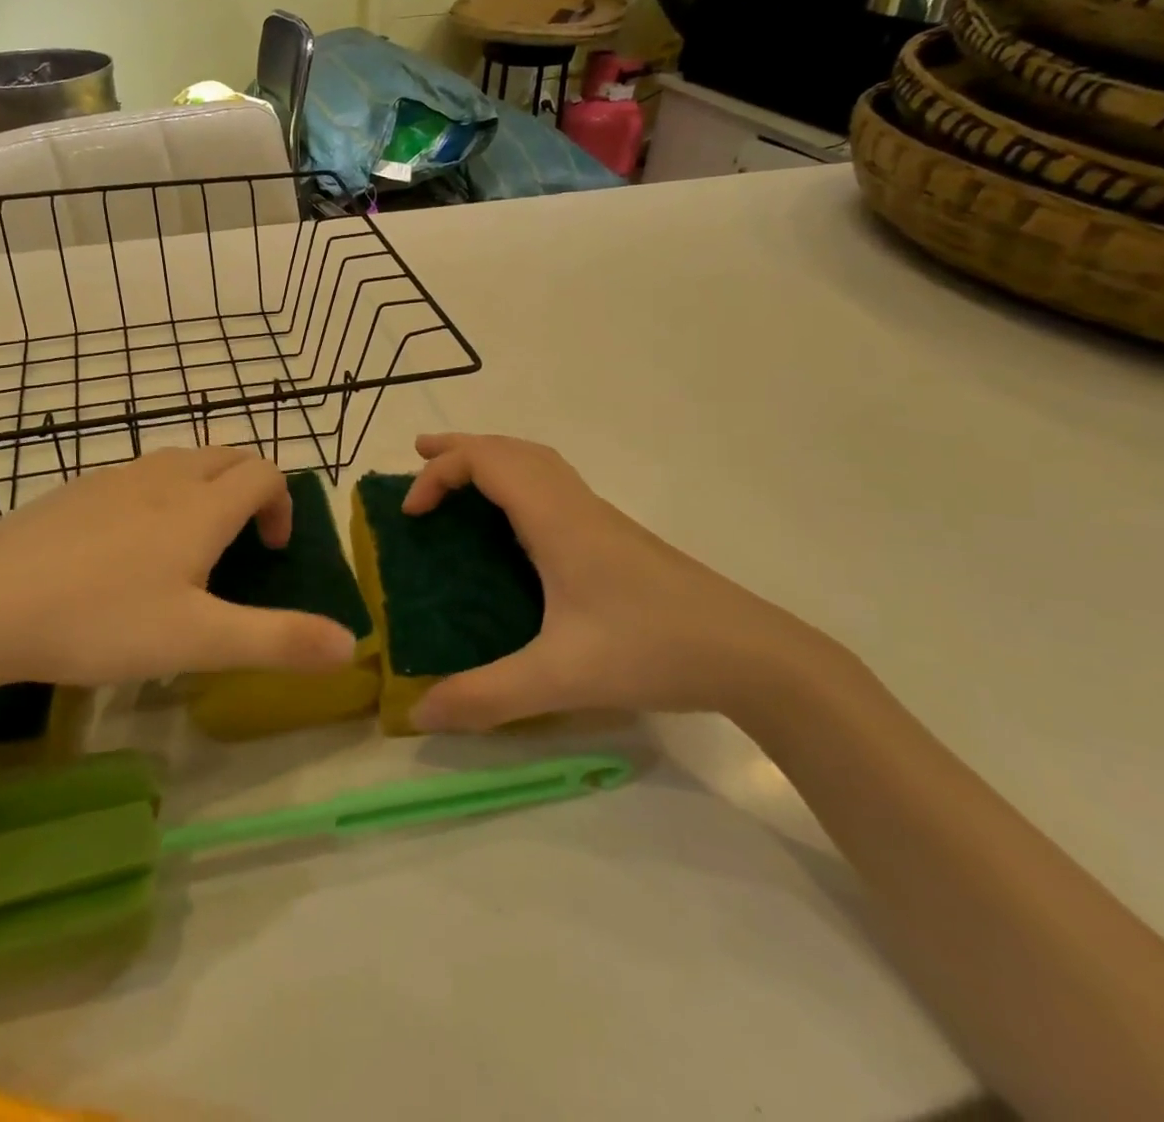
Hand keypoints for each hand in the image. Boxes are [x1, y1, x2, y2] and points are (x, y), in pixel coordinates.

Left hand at [0, 447, 357, 691]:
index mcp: (201, 507)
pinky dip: (157, 495)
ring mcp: (114, 478)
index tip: (272, 551)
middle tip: (240, 542)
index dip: (283, 503)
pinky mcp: (74, 490)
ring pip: (180, 461)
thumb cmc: (101, 620)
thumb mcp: (198, 641)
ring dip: (203, 488)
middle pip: (226, 455)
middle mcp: (164, 477)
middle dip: (249, 487)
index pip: (264, 472)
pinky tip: (124, 549)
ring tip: (187, 547)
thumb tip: (351, 646)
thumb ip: (278, 641)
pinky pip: (136, 476)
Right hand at [402, 434, 829, 731]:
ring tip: (459, 476)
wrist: (752, 654)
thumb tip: (417, 714)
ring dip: (492, 458)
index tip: (411, 515)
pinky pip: (554, 484)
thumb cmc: (651, 650)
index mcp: (556, 519)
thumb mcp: (559, 678)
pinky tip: (516, 522)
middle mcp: (575, 505)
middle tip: (418, 457)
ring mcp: (600, 518)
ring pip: (537, 462)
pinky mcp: (616, 537)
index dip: (438, 475)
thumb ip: (486, 696)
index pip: (486, 462)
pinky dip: (518, 480)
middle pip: (509, 449)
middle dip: (459, 449)